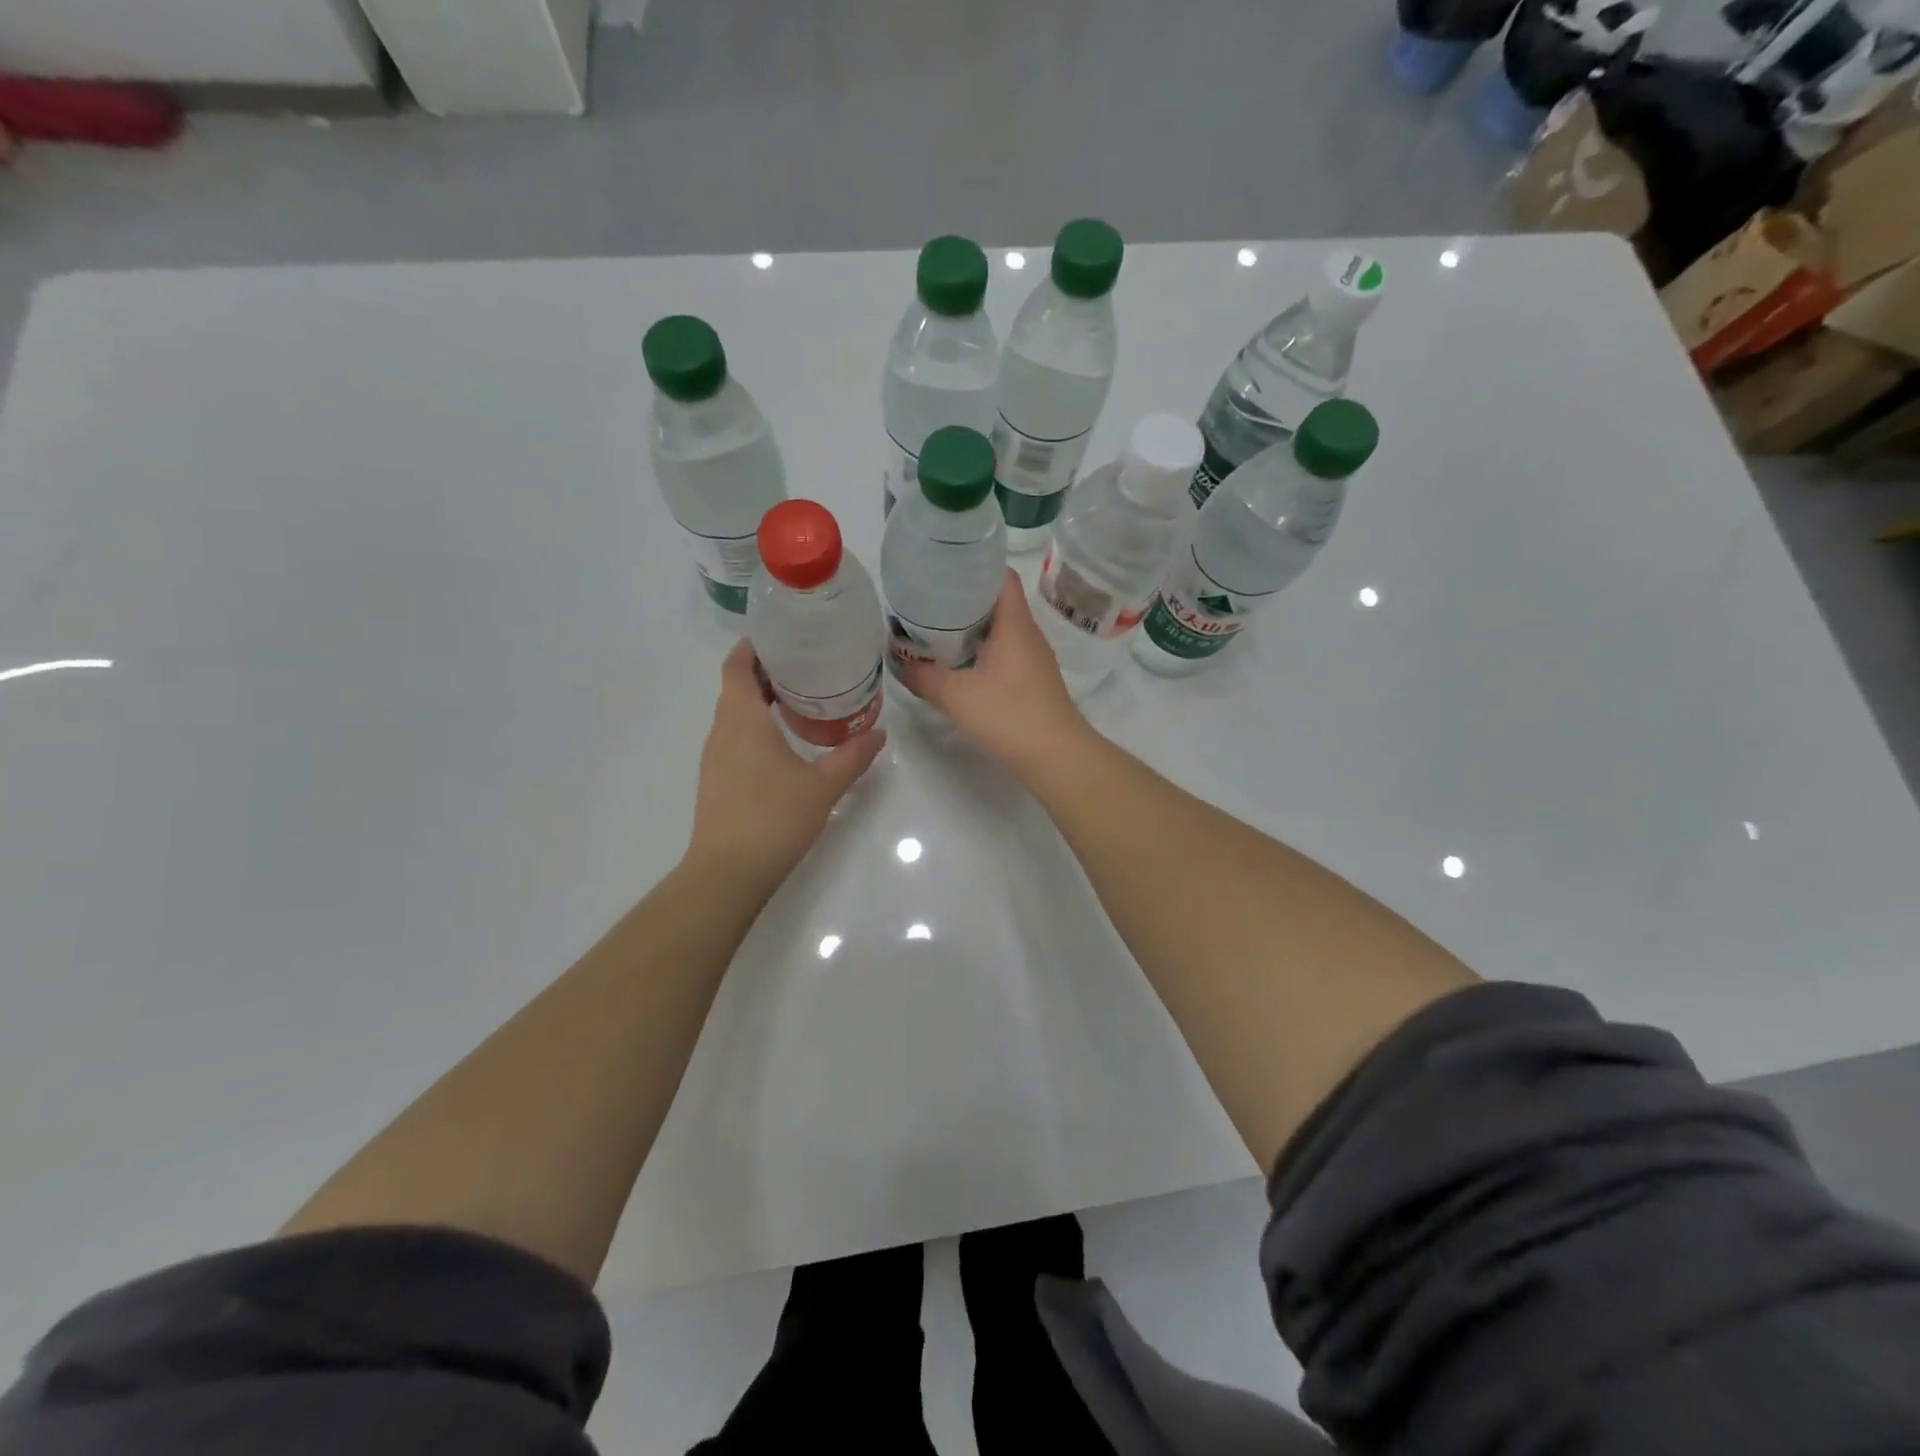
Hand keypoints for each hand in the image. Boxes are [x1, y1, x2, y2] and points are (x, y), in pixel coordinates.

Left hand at [687, 638, 886, 892]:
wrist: (727, 874)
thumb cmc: (773, 818)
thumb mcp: (823, 785)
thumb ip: (852, 756)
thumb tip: (879, 733)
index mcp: (742, 720)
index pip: (737, 666)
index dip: (753, 646)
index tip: (781, 634)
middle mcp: (722, 731)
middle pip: (736, 687)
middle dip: (766, 671)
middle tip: (806, 664)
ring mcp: (715, 758)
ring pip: (735, 714)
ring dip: (760, 700)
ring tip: (801, 697)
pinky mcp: (717, 781)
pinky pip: (735, 738)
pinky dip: (756, 727)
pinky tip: (785, 741)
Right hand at [899, 569, 1090, 777]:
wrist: (1055, 756)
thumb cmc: (1008, 715)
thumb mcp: (955, 695)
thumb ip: (923, 676)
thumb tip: (899, 662)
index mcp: (1014, 624)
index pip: (1001, 575)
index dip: (975, 566)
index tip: (944, 569)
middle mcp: (1028, 634)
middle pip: (998, 602)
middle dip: (964, 599)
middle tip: (929, 602)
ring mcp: (1034, 659)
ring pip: (1001, 630)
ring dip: (972, 629)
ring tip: (937, 632)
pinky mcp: (1034, 682)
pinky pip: (1005, 654)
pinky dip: (983, 652)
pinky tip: (960, 667)